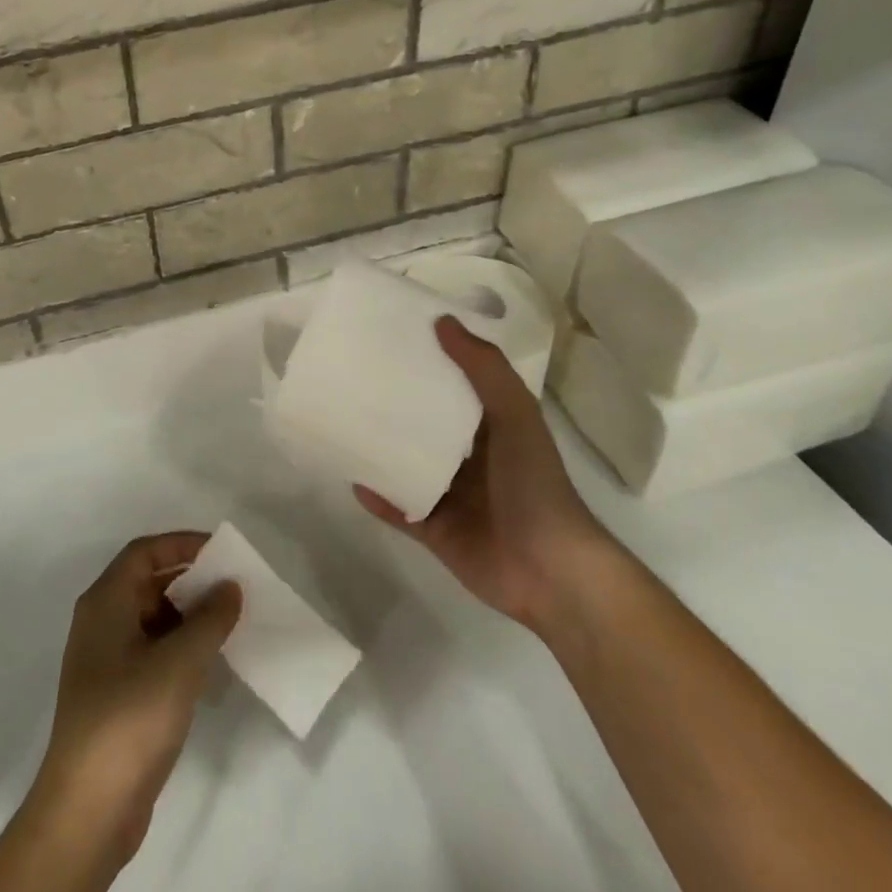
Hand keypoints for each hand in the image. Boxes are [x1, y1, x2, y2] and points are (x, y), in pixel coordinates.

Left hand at [29, 534, 241, 867]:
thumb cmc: (130, 717)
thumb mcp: (180, 661)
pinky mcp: (115, 695)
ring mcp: (105, 660)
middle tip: (231, 588)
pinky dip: (179, 648)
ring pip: (151, 619)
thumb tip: (230, 586)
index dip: (181, 544)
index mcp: (105, 601)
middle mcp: (100, 622)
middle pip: (147, 583)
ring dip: (187, 617)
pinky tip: (208, 665)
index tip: (220, 551)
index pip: (144, 552)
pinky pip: (150, 652)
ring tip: (227, 624)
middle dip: (189, 581)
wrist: (88, 808)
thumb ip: (210, 618)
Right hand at [356, 317, 615, 634]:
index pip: (453, 385)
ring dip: (379, 448)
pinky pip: (398, 508)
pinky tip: (350, 475)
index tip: (391, 337)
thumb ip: (483, 368)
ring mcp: (450, 496)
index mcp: (490, 427)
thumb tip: (442, 321)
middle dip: (393, 403)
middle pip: (423, 424)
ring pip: (406, 464)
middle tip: (353, 376)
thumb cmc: (533, 482)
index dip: (428, 360)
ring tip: (341, 421)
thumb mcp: (515, 414)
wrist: (549, 571)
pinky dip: (377, 495)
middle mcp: (468, 458)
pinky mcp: (434, 530)